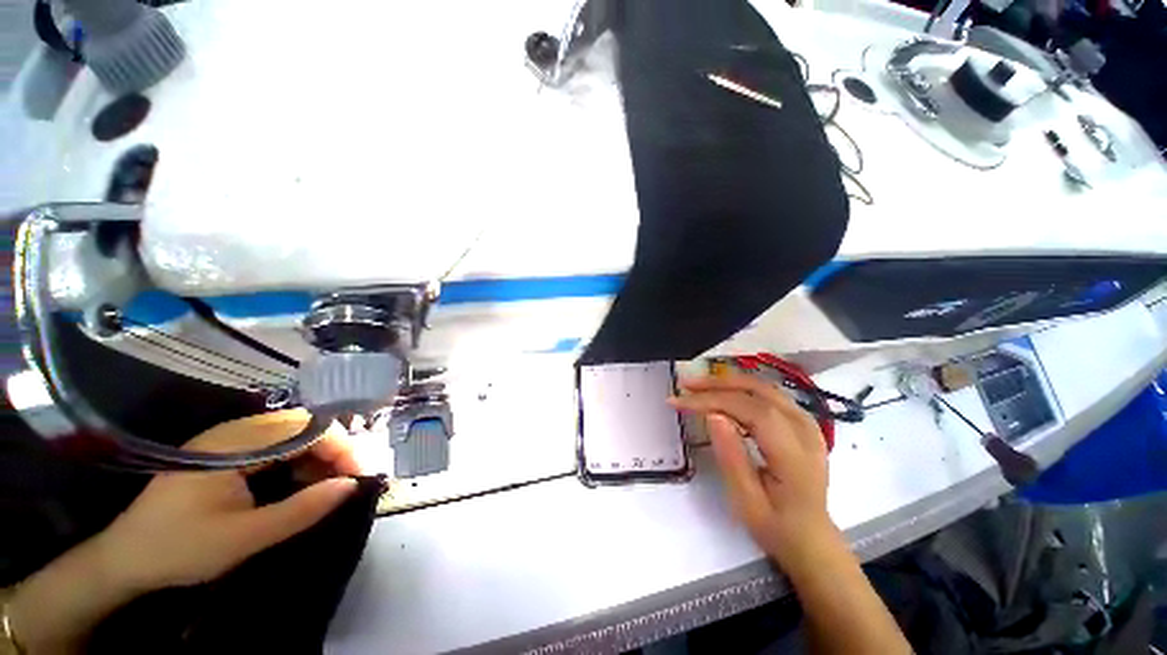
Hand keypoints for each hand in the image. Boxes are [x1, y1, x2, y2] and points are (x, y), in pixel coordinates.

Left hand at [97, 410, 361, 591]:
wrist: (124, 559)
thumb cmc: (180, 549)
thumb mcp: (244, 538)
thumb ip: (300, 511)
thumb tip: (351, 486)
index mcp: (234, 444)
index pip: (305, 428)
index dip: (340, 447)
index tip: (359, 475)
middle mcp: (234, 431)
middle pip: (302, 425)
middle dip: (333, 449)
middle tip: (349, 479)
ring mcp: (228, 440)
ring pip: (292, 434)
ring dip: (317, 455)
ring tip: (329, 483)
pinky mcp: (225, 453)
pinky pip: (275, 446)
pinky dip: (297, 460)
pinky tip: (300, 482)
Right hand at [670, 373, 835, 566]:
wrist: (812, 538)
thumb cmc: (776, 526)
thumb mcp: (747, 502)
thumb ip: (731, 456)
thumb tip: (713, 415)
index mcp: (795, 454)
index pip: (752, 410)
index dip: (713, 399)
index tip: (680, 401)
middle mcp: (805, 430)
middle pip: (758, 390)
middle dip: (717, 384)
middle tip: (685, 386)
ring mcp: (807, 423)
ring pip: (763, 387)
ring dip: (727, 382)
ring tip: (698, 387)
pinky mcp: (802, 422)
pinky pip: (768, 394)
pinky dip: (741, 389)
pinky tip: (722, 393)